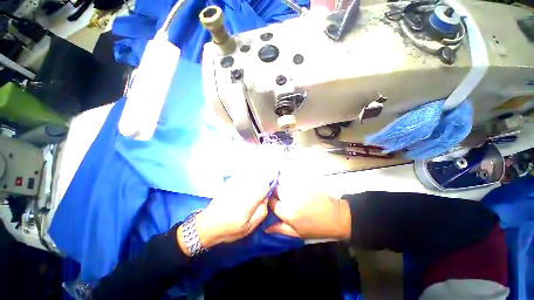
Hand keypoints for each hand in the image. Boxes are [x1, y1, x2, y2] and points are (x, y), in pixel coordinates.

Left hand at [178, 172, 270, 254]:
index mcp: (249, 201)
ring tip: (258, 179)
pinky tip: (248, 179)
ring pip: (251, 173)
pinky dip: (248, 175)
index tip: (271, 187)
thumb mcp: (249, 227)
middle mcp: (242, 189)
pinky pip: (243, 174)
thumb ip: (261, 212)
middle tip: (266, 182)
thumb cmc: (230, 229)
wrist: (208, 224)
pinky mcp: (229, 183)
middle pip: (258, 176)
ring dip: (257, 174)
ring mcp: (235, 184)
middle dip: (264, 177)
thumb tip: (266, 198)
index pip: (264, 186)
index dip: (269, 185)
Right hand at [266, 176, 351, 239]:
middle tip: (278, 194)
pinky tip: (291, 182)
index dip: (270, 201)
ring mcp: (299, 187)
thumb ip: (280, 229)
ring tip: (284, 186)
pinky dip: (289, 178)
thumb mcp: (298, 233)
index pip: (271, 202)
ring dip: (281, 182)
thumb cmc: (317, 227)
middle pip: (276, 189)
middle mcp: (291, 198)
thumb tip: (265, 227)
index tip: (273, 202)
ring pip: (282, 180)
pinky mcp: (305, 181)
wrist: (337, 216)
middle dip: (275, 191)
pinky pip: (292, 176)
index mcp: (288, 213)